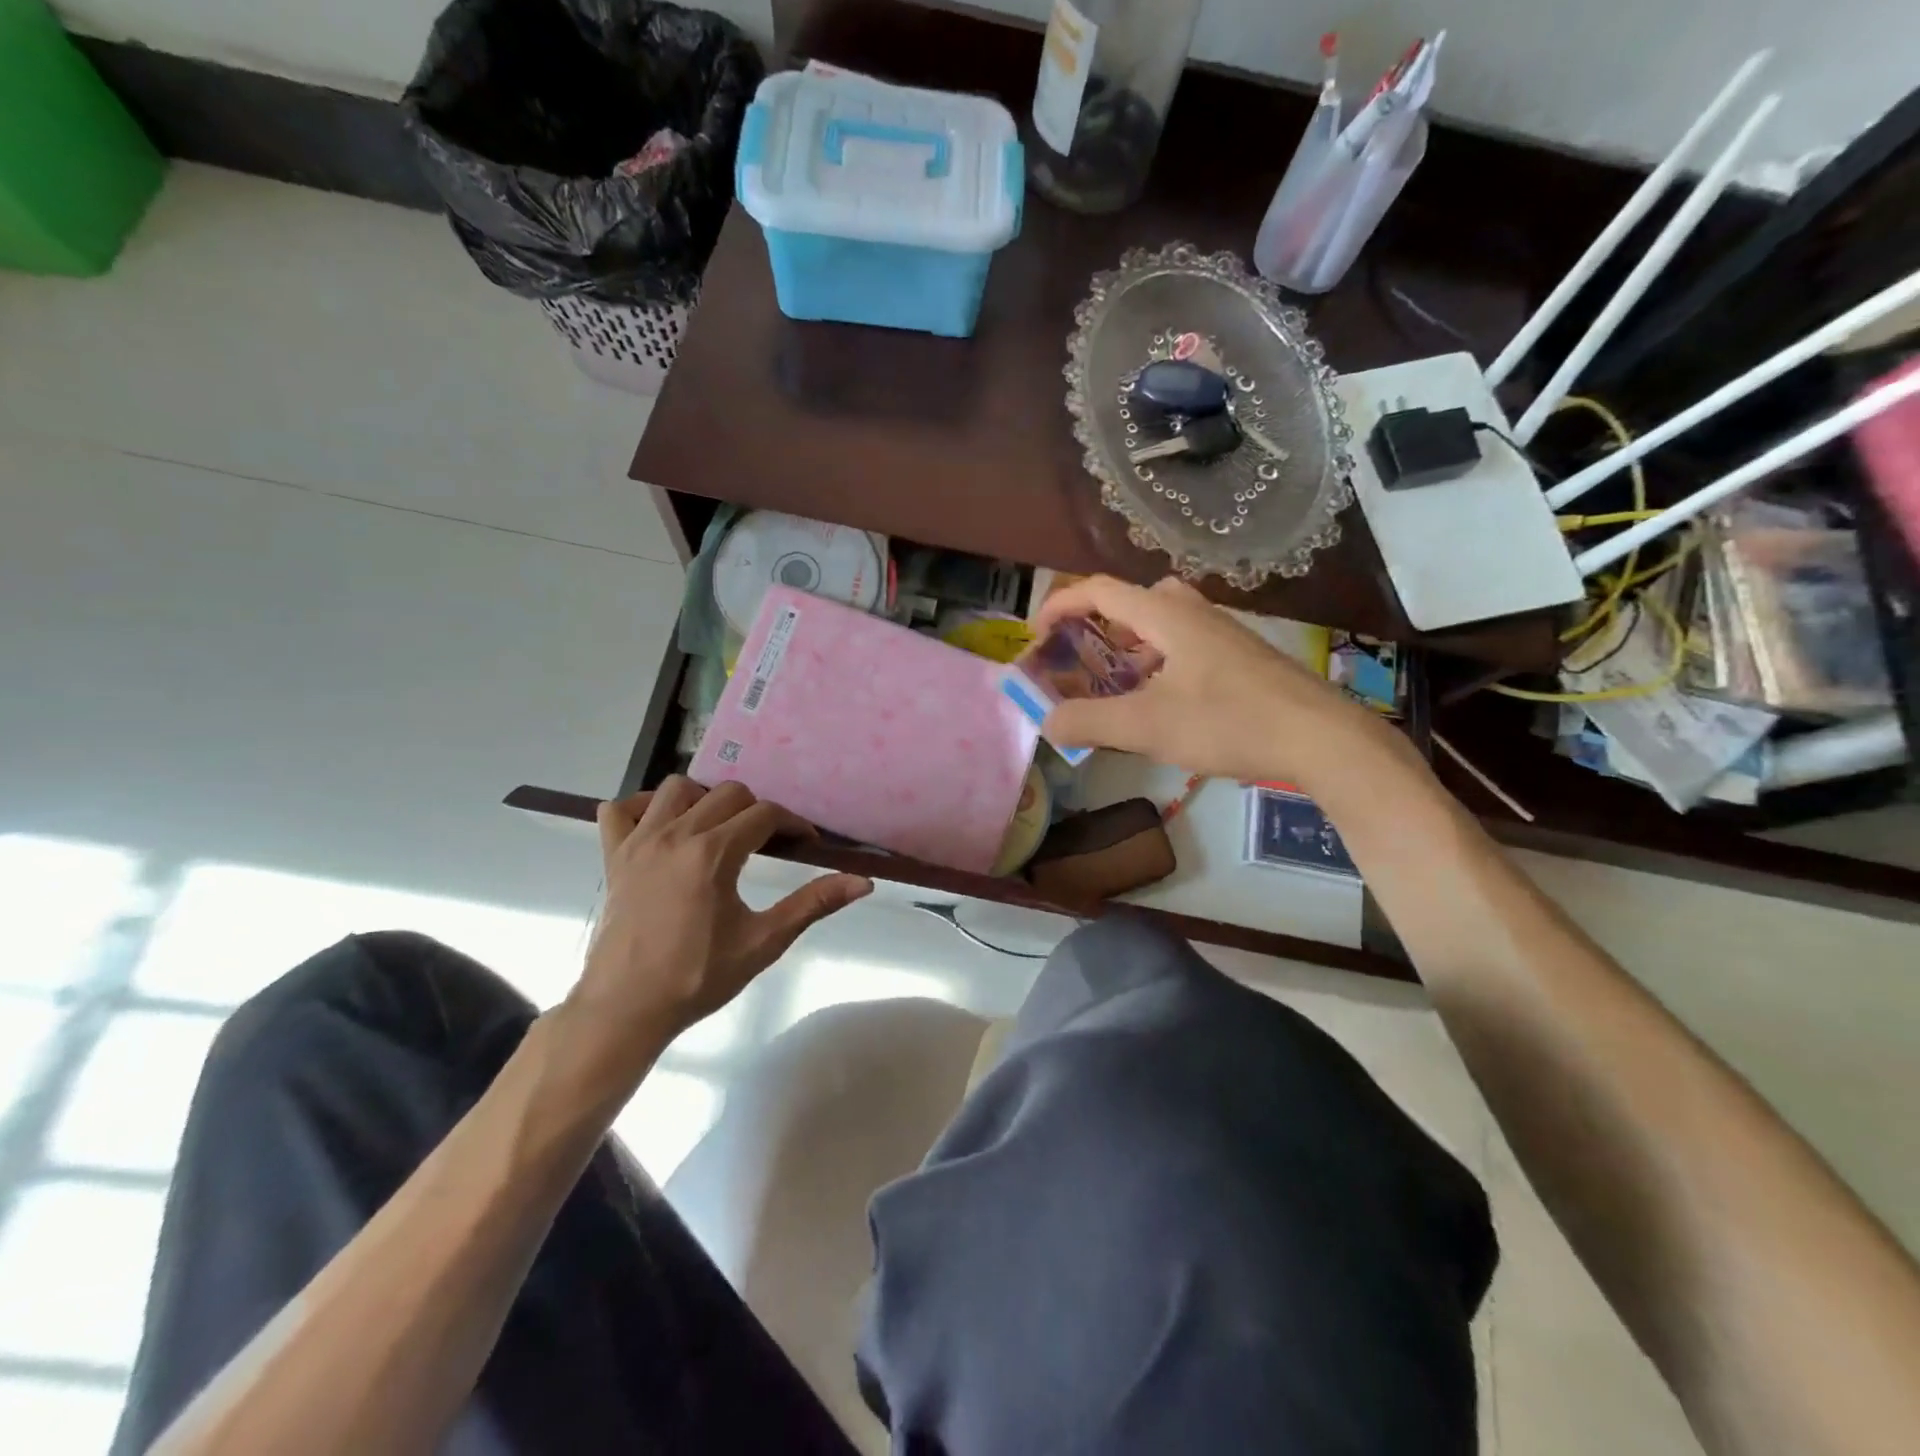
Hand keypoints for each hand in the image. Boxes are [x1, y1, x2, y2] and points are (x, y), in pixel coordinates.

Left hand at [563, 778, 872, 1086]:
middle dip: (756, 810)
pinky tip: (661, 828)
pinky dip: (642, 808)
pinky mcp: (613, 856)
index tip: (805, 844)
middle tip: (766, 843)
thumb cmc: (698, 977)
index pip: (765, 814)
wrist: (626, 1009)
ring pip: (676, 789)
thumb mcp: (764, 942)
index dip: (793, 825)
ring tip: (717, 829)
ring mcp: (639, 842)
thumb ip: (813, 904)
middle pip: (728, 793)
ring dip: (704, 800)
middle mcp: (676, 834)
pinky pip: (619, 809)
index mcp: (713, 853)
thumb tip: (863, 882)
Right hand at [1034, 575, 1400, 791]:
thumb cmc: (1228, 722)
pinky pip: (1189, 643)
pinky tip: (1169, 704)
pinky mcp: (1245, 658)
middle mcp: (1196, 613)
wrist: (1321, 738)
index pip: (1101, 591)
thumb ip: (1089, 722)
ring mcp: (1226, 634)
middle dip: (1100, 622)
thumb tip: (1046, 722)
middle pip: (1136, 598)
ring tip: (1122, 685)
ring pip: (1165, 621)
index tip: (1037, 634)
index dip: (1061, 604)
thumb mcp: (1146, 727)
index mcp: (1167, 616)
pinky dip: (1162, 661)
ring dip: (1133, 644)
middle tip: (1085, 657)